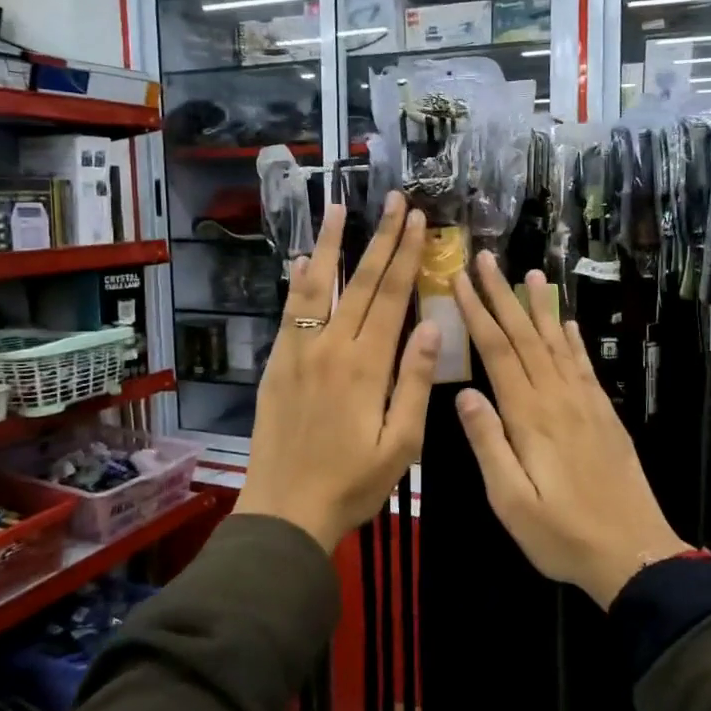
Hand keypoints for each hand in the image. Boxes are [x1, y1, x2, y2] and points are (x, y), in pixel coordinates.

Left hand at [234, 193, 440, 552]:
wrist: (285, 509)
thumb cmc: (352, 483)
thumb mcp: (401, 443)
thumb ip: (415, 381)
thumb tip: (432, 325)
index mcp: (366, 364)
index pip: (393, 296)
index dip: (408, 255)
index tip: (418, 221)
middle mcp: (331, 345)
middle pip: (361, 281)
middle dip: (381, 238)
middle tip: (395, 200)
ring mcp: (299, 350)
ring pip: (317, 285)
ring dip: (331, 244)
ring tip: (337, 208)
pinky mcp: (278, 362)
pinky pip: (290, 309)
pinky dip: (299, 279)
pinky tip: (304, 258)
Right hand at [451, 254, 689, 607]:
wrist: (633, 552)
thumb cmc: (562, 534)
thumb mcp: (511, 501)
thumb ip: (488, 444)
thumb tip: (465, 394)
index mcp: (530, 416)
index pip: (498, 351)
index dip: (477, 313)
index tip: (459, 280)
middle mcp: (558, 398)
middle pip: (526, 336)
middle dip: (503, 295)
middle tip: (486, 259)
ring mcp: (586, 403)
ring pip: (557, 342)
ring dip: (540, 307)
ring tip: (532, 274)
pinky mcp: (604, 414)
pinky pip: (584, 365)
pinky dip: (573, 338)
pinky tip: (566, 322)